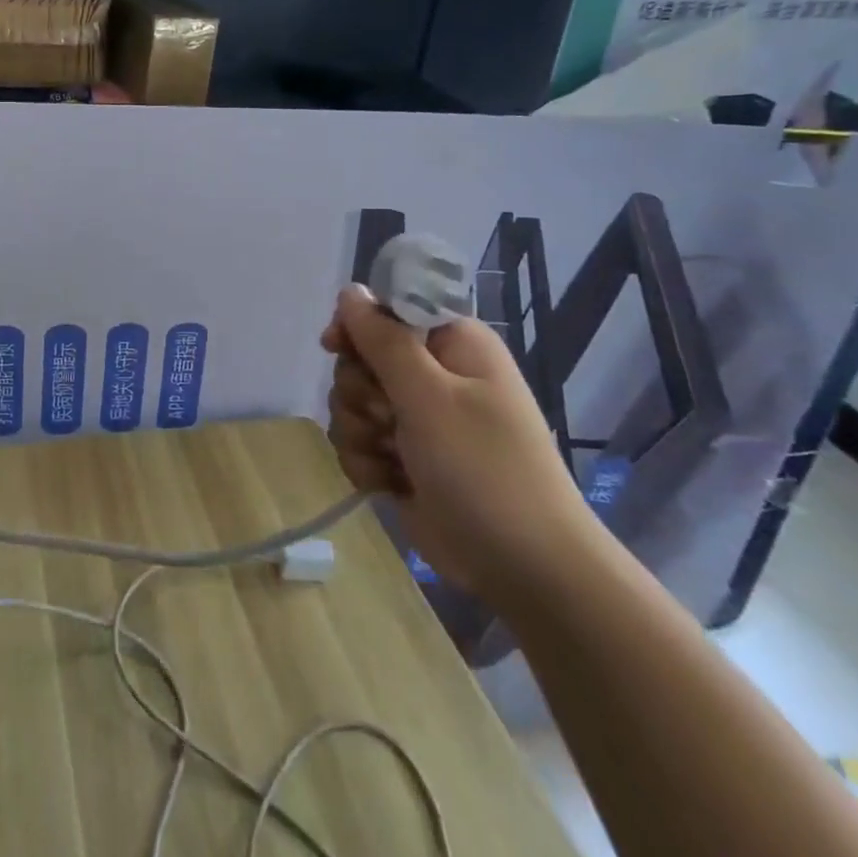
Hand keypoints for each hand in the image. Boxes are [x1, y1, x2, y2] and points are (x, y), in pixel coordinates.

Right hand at [321, 284, 597, 607]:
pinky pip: (356, 442)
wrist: (521, 566)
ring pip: (350, 404)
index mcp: (452, 345)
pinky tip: (388, 483)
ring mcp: (416, 419)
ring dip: (359, 432)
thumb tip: (350, 291)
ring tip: (392, 459)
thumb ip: (384, 340)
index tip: (336, 347)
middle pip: (359, 359)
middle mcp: (433, 375)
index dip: (356, 326)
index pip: (387, 310)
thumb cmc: (483, 468)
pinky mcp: (401, 457)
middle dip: (358, 392)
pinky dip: (365, 463)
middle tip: (387, 418)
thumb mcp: (430, 396)